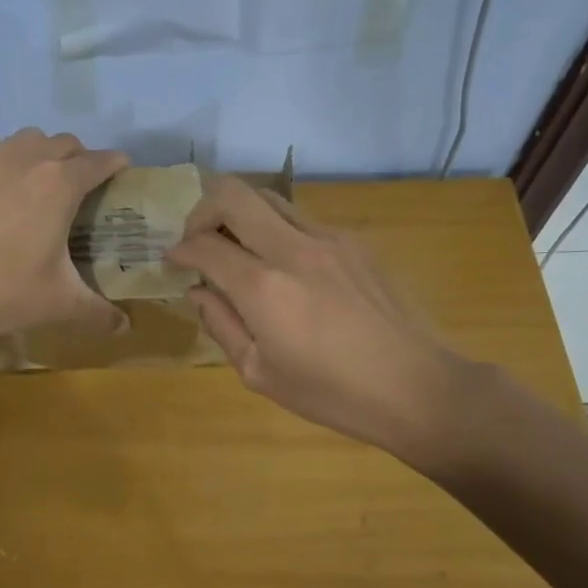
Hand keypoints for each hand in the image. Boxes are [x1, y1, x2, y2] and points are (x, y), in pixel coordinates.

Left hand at [0, 128, 129, 337]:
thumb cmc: (0, 288)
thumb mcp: (56, 304)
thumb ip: (97, 313)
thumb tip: (125, 327)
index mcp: (60, 184)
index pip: (100, 162)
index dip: (116, 166)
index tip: (123, 175)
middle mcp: (29, 158)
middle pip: (66, 143)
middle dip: (81, 159)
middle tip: (83, 190)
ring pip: (29, 140)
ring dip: (44, 154)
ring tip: (41, 185)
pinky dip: (6, 161)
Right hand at [167, 177, 470, 465]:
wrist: (414, 387)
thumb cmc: (331, 393)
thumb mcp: (260, 373)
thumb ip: (222, 324)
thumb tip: (197, 291)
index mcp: (264, 287)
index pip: (205, 245)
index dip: (180, 250)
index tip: (173, 262)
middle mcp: (293, 249)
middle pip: (234, 194)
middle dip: (203, 210)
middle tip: (199, 239)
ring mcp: (330, 239)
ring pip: (270, 199)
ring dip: (242, 216)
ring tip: (239, 249)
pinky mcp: (356, 242)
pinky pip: (303, 221)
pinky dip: (278, 232)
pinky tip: (286, 269)